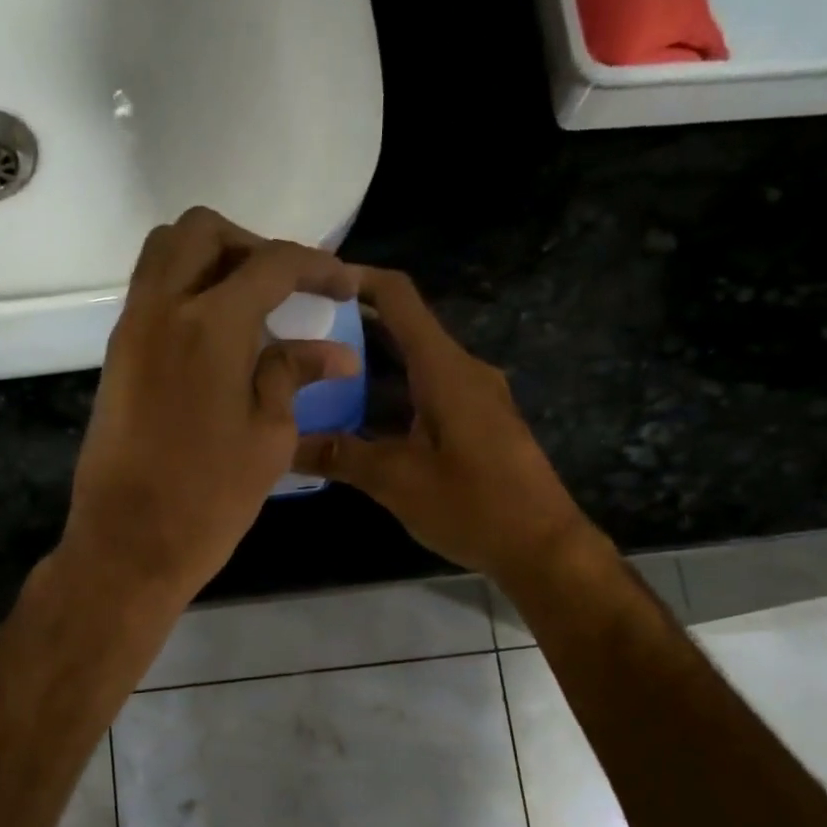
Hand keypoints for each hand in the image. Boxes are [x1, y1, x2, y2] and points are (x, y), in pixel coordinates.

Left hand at [60, 208, 360, 602]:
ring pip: (164, 254)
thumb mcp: (269, 439)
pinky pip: (149, 294)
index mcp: (210, 325)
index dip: (316, 267)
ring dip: (210, 260)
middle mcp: (162, 309)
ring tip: (250, 306)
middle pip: (201, 232)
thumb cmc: (209, 501)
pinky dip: (184, 291)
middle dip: (251, 245)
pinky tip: (217, 337)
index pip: (271, 264)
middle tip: (285, 287)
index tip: (342, 287)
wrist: (128, 546)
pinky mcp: (115, 357)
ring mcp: (130, 330)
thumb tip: (332, 351)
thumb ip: (292, 377)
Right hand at [294, 268, 591, 582]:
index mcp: (444, 369)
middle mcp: (461, 371)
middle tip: (297, 341)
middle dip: (350, 332)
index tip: (311, 281)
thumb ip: (339, 456)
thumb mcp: (396, 481)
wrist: (542, 546)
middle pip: (402, 332)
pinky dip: (389, 402)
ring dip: (367, 373)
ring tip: (314, 384)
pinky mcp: (476, 426)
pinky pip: (425, 397)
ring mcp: (473, 399)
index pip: (399, 298)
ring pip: (412, 369)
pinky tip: (355, 429)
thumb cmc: (472, 505)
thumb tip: (284, 445)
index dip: (357, 280)